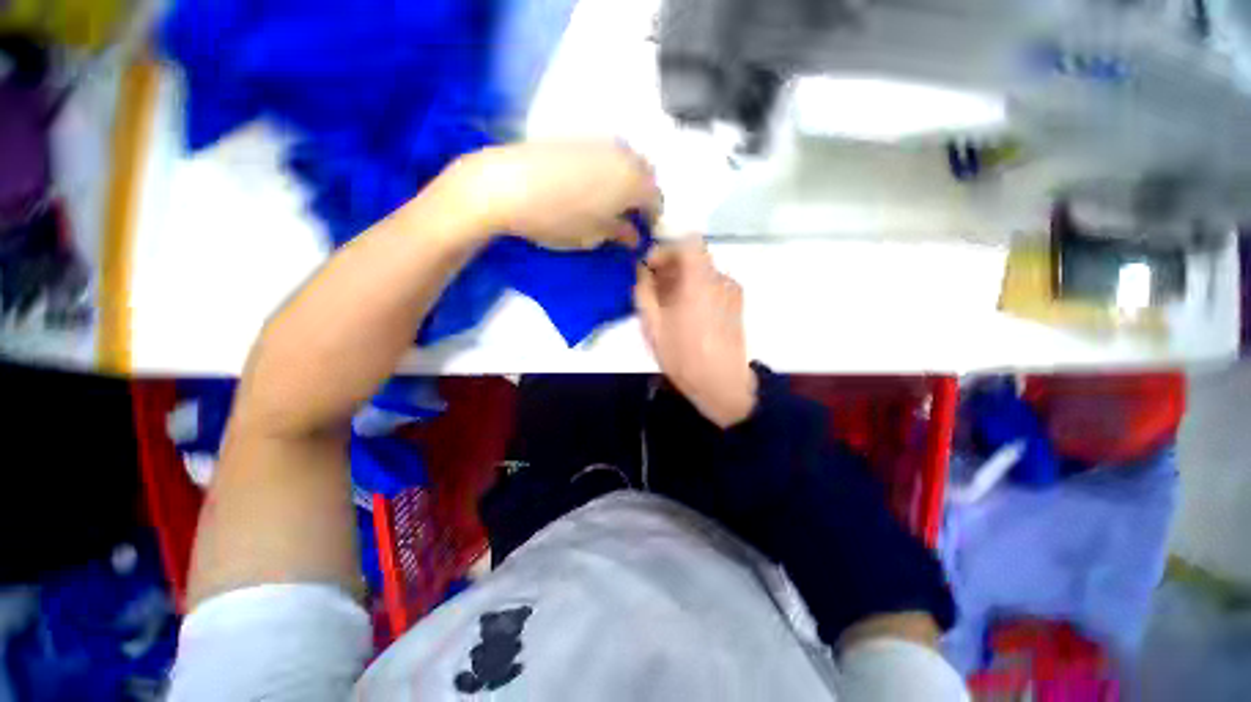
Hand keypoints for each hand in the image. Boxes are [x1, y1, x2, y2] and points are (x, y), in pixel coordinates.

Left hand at [455, 141, 660, 249]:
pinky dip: (607, 171)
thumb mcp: (593, 235)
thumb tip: (633, 236)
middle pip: (645, 176)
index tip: (643, 233)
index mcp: (634, 182)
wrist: (507, 185)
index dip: (652, 219)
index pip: (656, 200)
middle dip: (642, 197)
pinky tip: (590, 187)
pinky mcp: (578, 138)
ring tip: (610, 203)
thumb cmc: (557, 219)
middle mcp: (624, 156)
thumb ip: (619, 233)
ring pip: (626, 162)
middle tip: (629, 218)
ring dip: (625, 182)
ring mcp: (600, 143)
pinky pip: (605, 155)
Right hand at [634, 240, 756, 427]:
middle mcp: (720, 280)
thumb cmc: (684, 357)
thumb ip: (644, 293)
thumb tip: (642, 272)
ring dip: (681, 281)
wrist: (723, 385)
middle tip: (652, 289)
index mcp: (700, 282)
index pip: (688, 242)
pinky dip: (694, 291)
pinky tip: (683, 315)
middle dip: (670, 267)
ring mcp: (731, 293)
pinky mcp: (736, 305)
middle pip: (694, 258)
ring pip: (702, 273)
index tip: (650, 267)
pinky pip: (711, 286)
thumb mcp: (654, 327)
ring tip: (665, 306)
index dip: (666, 249)